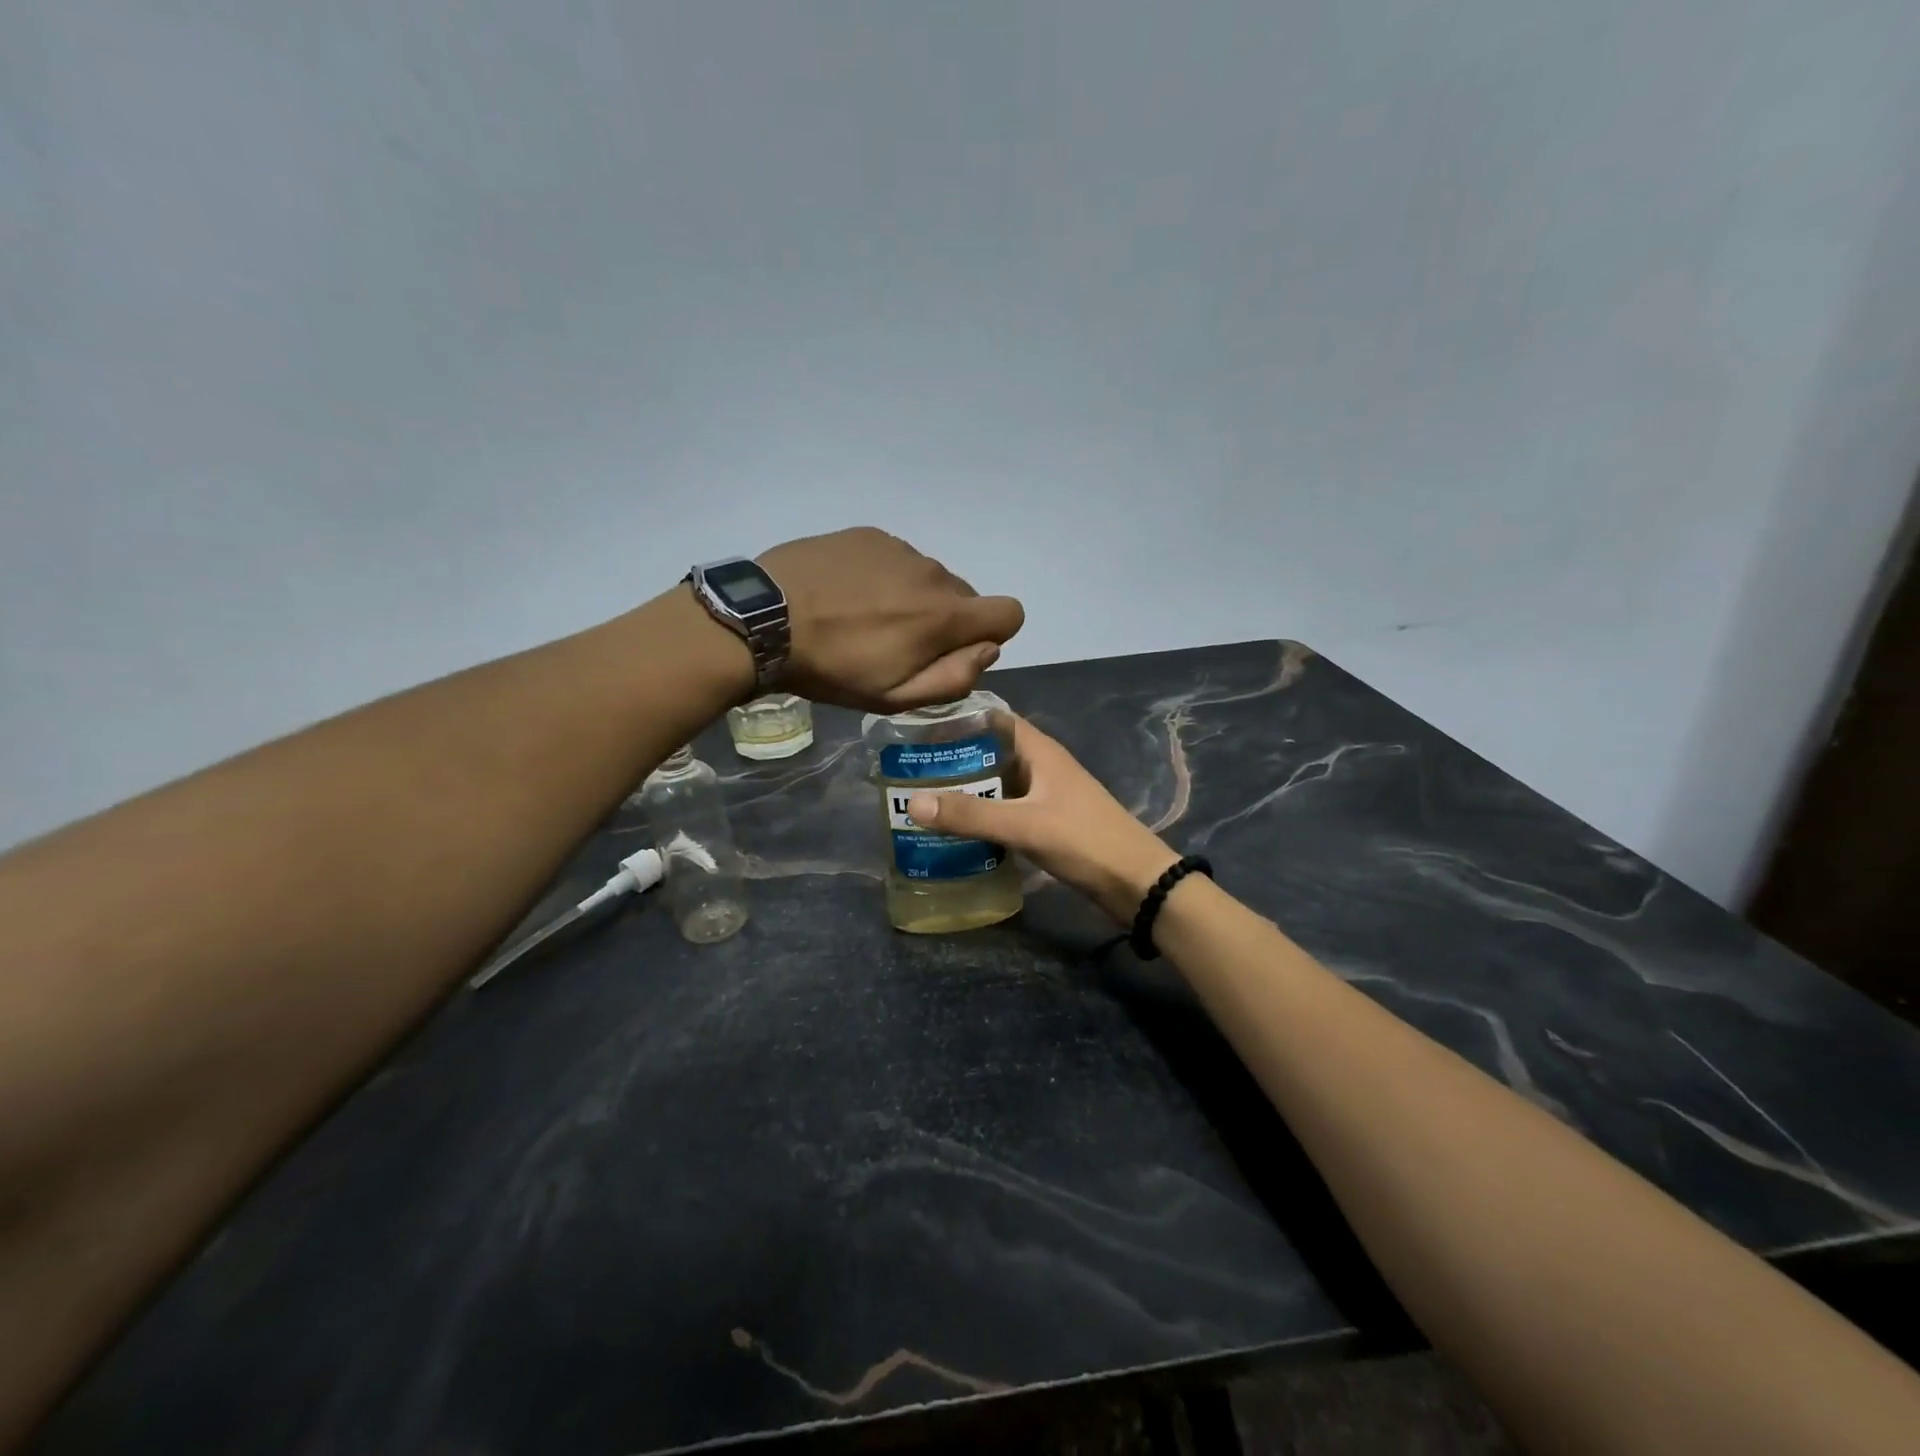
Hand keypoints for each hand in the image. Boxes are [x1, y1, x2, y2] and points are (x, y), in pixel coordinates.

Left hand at [757, 528, 1024, 711]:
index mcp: (945, 615)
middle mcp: (934, 572)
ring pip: (929, 577)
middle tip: (897, 643)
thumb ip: (954, 678)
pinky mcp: (869, 534)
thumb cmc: (833, 668)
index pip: (1010, 612)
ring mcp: (900, 548)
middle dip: (945, 621)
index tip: (955, 650)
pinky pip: (898, 558)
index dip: (992, 635)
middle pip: (965, 596)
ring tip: (865, 618)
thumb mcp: (895, 696)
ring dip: (914, 598)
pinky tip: (848, 593)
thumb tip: (988, 651)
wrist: (765, 619)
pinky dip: (886, 577)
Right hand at [905, 714, 1178, 923]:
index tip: (921, 727)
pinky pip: (1009, 811)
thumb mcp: (1023, 824)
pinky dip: (985, 815)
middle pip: (994, 752)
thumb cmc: (1083, 840)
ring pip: (1000, 784)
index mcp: (1040, 751)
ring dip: (970, 789)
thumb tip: (912, 804)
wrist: (1136, 882)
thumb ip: (970, 814)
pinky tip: (959, 829)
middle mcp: (1043, 767)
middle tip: (912, 768)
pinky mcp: (1049, 824)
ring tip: (926, 797)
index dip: (961, 718)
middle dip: (957, 758)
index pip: (996, 719)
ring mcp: (1048, 797)